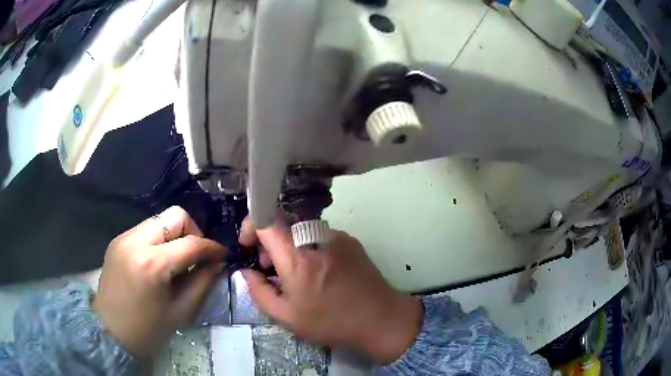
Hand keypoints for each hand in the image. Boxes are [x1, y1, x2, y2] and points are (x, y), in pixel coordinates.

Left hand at [93, 206, 226, 358]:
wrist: (110, 333)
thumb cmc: (148, 330)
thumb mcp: (182, 311)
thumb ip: (203, 282)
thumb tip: (218, 262)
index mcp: (153, 264)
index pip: (192, 243)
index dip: (213, 247)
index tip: (224, 255)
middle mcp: (135, 241)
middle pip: (175, 215)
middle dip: (193, 232)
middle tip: (196, 256)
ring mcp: (123, 238)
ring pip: (159, 219)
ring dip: (175, 235)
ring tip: (177, 260)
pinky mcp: (117, 240)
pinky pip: (145, 229)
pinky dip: (159, 240)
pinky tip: (159, 262)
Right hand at [240, 218, 423, 364]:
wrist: (380, 318)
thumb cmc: (330, 321)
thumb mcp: (285, 316)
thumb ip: (258, 291)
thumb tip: (247, 271)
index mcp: (296, 256)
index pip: (265, 218)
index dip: (249, 226)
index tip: (247, 246)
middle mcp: (316, 236)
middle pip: (282, 221)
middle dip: (268, 241)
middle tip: (270, 268)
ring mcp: (336, 235)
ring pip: (300, 228)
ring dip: (288, 245)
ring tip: (294, 274)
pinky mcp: (350, 240)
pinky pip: (319, 235)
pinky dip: (307, 247)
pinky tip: (317, 273)